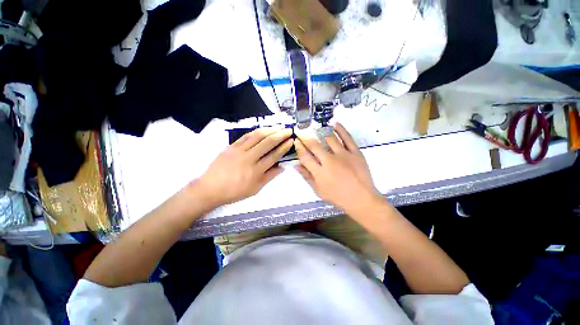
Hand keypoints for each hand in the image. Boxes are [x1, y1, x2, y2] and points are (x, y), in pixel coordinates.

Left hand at [196, 126, 293, 206]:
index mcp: (256, 171)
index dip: (284, 147)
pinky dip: (256, 132)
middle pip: (267, 143)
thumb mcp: (255, 188)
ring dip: (269, 130)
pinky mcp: (231, 146)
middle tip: (288, 129)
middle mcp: (249, 158)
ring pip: (257, 136)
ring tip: (278, 126)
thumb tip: (282, 167)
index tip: (291, 140)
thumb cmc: (235, 191)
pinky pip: (245, 136)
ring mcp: (239, 150)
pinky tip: (263, 129)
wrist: (210, 188)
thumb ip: (269, 176)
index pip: (274, 155)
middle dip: (280, 135)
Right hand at [294, 123, 381, 215]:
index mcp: (320, 172)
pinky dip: (340, 129)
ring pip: (329, 139)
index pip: (305, 156)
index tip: (296, 141)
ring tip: (316, 128)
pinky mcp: (355, 152)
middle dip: (305, 137)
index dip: (299, 147)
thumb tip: (296, 165)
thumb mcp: (319, 191)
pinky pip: (347, 138)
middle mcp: (329, 161)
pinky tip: (334, 123)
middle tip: (301, 131)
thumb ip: (307, 177)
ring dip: (321, 132)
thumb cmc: (338, 197)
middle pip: (314, 145)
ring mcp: (343, 155)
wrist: (362, 199)